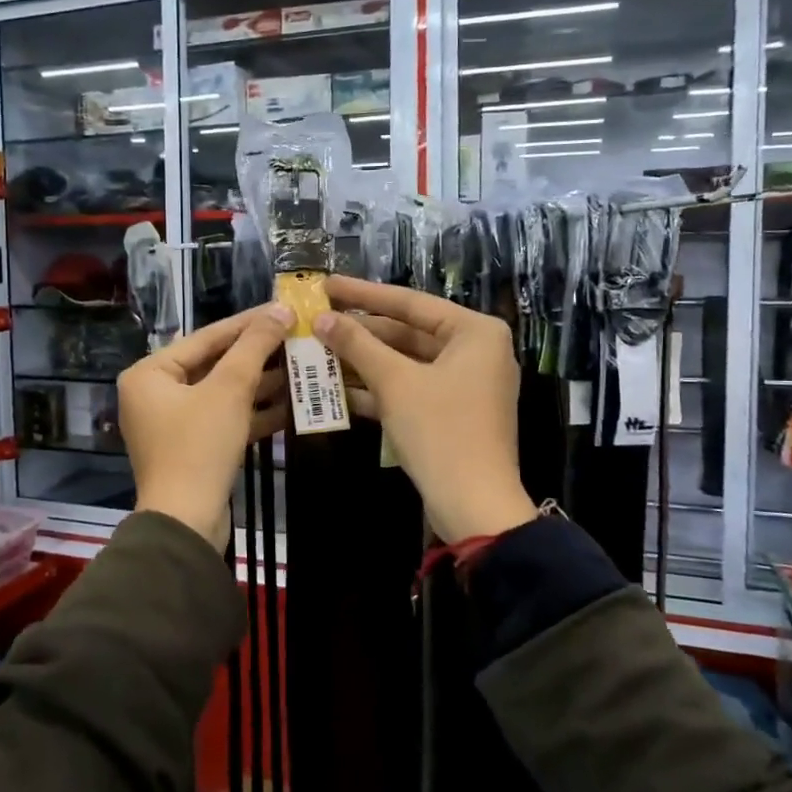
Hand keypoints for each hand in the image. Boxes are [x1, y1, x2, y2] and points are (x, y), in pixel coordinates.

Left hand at [118, 304, 291, 548]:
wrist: (187, 523)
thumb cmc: (199, 446)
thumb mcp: (229, 389)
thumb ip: (254, 346)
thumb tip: (280, 310)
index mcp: (150, 373)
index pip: (207, 337)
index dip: (248, 322)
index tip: (283, 308)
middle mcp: (156, 394)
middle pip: (215, 364)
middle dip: (258, 354)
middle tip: (296, 336)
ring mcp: (174, 423)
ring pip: (224, 393)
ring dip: (261, 382)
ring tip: (301, 365)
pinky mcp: (194, 448)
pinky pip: (225, 418)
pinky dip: (254, 412)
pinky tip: (292, 403)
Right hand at [314, 276, 536, 544]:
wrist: (474, 506)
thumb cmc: (440, 431)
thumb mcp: (395, 383)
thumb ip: (357, 345)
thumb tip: (321, 319)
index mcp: (474, 332)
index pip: (409, 302)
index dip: (363, 294)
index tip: (326, 284)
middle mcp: (475, 351)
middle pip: (407, 332)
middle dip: (360, 333)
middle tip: (316, 322)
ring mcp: (465, 384)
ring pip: (405, 363)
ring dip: (363, 362)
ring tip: (317, 352)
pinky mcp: (451, 412)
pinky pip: (411, 388)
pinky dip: (378, 389)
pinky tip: (336, 388)